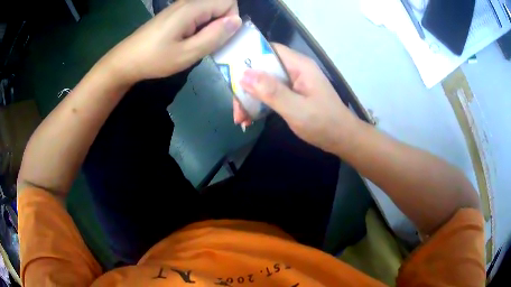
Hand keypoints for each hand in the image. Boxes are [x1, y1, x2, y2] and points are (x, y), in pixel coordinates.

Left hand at [102, 0, 240, 83]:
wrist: (127, 60)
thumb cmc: (154, 59)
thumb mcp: (187, 53)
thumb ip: (214, 36)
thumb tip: (237, 21)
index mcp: (193, 7)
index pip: (229, 2)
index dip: (230, 20)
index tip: (216, 38)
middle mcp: (188, 1)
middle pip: (220, 3)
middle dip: (221, 23)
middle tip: (207, 44)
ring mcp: (181, 6)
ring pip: (210, 9)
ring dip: (211, 26)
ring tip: (196, 44)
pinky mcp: (176, 13)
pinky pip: (199, 13)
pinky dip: (201, 26)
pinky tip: (188, 40)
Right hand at [239, 44, 360, 153]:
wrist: (342, 139)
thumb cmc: (324, 124)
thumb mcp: (296, 109)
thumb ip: (272, 92)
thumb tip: (244, 75)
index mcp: (299, 66)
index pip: (269, 50)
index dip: (249, 57)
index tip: (231, 72)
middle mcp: (295, 70)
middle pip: (264, 69)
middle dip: (246, 86)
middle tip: (236, 108)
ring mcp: (294, 83)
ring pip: (265, 83)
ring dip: (251, 99)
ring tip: (241, 118)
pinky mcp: (292, 95)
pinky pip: (271, 94)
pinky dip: (260, 105)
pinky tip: (250, 119)